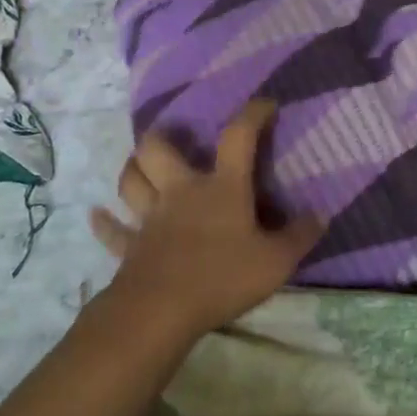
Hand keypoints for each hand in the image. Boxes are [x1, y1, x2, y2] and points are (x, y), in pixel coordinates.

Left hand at [90, 99, 321, 339]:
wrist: (161, 311)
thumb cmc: (222, 277)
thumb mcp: (276, 261)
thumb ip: (300, 236)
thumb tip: (320, 214)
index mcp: (221, 188)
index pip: (238, 138)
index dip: (252, 115)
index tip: (265, 104)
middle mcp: (182, 192)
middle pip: (160, 150)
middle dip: (164, 136)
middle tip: (174, 136)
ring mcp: (150, 218)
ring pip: (131, 181)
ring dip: (133, 169)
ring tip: (139, 164)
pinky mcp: (130, 247)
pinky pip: (112, 231)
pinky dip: (104, 223)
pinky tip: (96, 215)